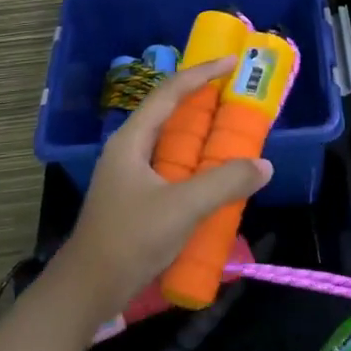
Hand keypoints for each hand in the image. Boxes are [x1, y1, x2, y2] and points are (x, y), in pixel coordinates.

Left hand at [57, 57, 271, 317]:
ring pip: (170, 141)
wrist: (88, 288)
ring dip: (200, 133)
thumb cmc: (130, 239)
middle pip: (168, 112)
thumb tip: (263, 165)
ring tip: (231, 129)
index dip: (201, 73)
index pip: (169, 92)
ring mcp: (130, 175)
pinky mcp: (136, 198)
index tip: (231, 62)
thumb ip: (223, 183)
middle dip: (202, 99)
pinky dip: (195, 162)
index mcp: (131, 140)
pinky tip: (215, 176)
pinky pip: (171, 167)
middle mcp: (129, 149)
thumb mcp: (182, 208)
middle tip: (236, 94)